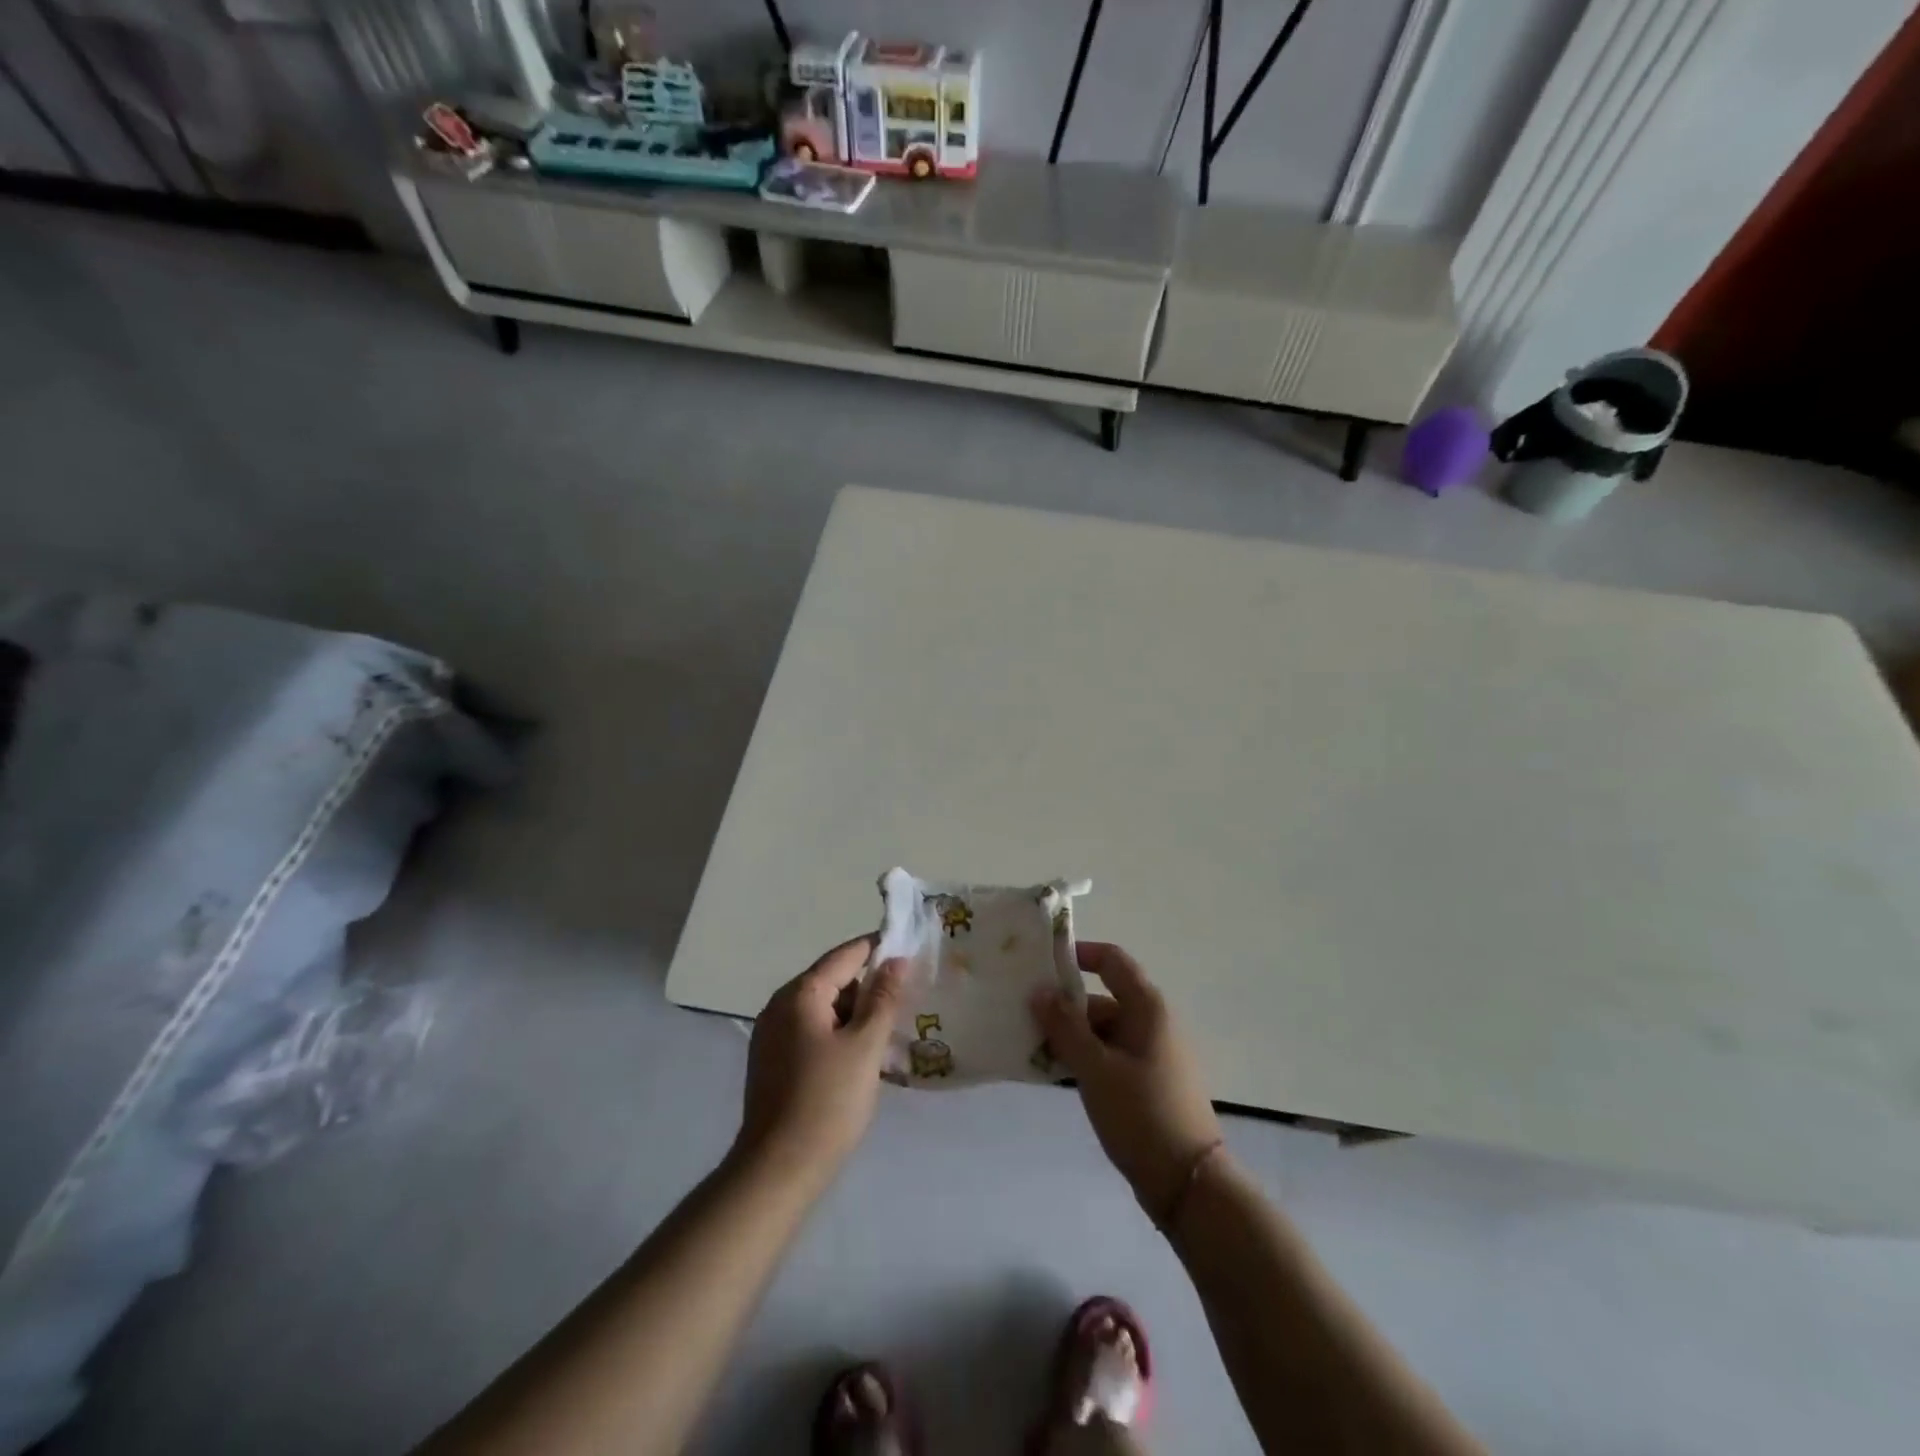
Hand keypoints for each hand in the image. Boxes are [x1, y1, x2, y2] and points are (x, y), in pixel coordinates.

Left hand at [736, 936, 905, 1184]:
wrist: (778, 1171)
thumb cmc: (828, 1102)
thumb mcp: (865, 1046)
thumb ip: (883, 998)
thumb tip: (896, 960)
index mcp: (800, 994)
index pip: (846, 955)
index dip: (879, 949)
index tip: (912, 953)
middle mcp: (780, 1006)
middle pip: (833, 980)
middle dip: (868, 990)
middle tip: (904, 1008)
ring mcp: (772, 1035)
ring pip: (824, 1009)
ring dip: (855, 1017)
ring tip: (887, 1040)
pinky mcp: (772, 1062)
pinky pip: (812, 1032)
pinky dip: (837, 1036)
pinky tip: (859, 1062)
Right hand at [1031, 941, 1222, 1219]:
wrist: (1189, 1184)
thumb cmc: (1142, 1114)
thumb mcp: (1096, 1068)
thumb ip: (1065, 1027)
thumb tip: (1039, 991)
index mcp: (1147, 1007)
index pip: (1111, 960)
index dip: (1078, 954)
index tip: (1041, 962)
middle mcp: (1152, 1022)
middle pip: (1102, 998)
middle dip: (1063, 1005)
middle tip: (1021, 1013)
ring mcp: (1151, 1053)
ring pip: (1102, 1030)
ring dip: (1069, 1035)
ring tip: (1028, 1044)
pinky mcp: (1146, 1082)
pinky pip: (1108, 1055)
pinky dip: (1083, 1057)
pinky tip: (1053, 1071)